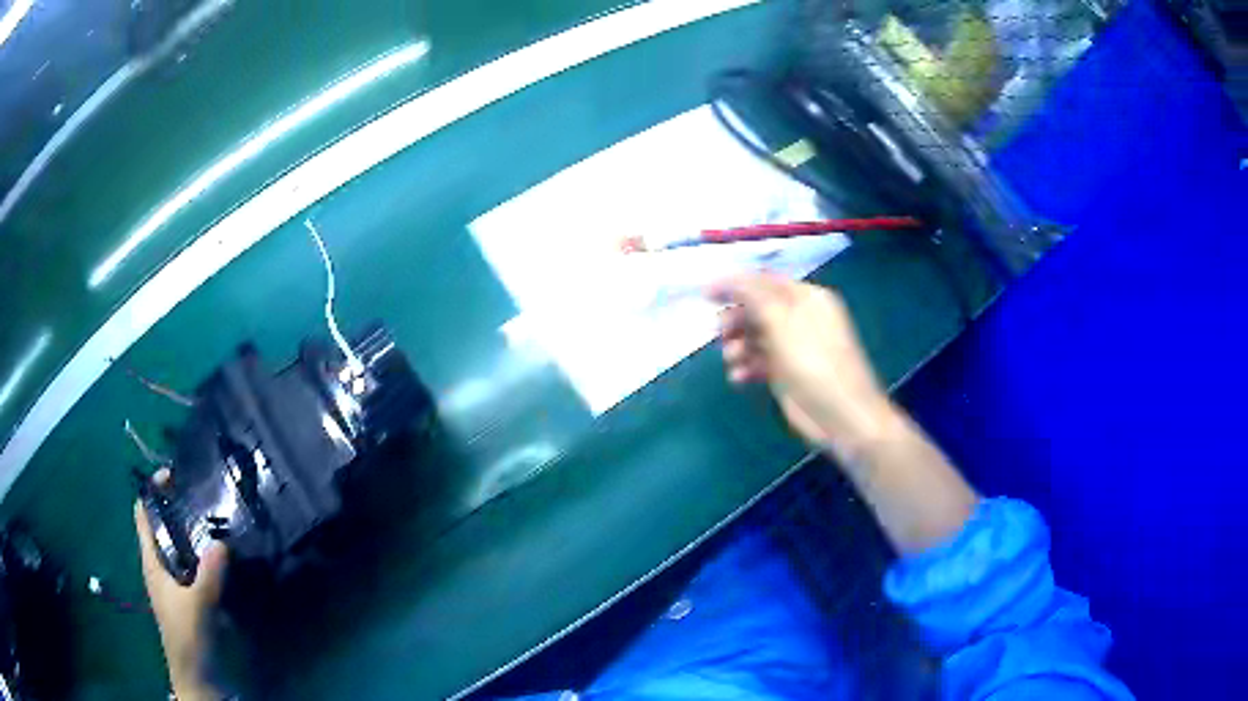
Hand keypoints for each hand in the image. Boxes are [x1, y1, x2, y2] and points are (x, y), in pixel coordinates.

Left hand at [135, 469, 227, 700]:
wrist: (195, 674)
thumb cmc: (187, 636)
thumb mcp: (197, 606)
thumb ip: (208, 576)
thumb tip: (222, 542)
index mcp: (152, 561)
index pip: (143, 514)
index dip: (152, 491)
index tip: (174, 475)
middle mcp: (159, 565)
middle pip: (161, 525)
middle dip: (177, 507)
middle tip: (202, 495)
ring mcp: (173, 581)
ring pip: (178, 545)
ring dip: (192, 531)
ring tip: (214, 518)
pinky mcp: (188, 594)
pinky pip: (192, 563)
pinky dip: (202, 553)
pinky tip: (220, 554)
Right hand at [709, 273, 894, 459]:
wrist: (841, 416)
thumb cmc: (814, 362)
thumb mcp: (781, 321)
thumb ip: (752, 295)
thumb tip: (723, 277)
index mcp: (806, 298)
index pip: (764, 281)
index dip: (734, 285)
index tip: (705, 296)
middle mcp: (801, 317)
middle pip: (758, 308)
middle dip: (736, 319)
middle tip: (720, 334)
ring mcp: (795, 347)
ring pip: (756, 336)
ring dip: (738, 345)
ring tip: (732, 359)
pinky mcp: (788, 373)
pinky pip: (760, 361)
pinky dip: (747, 366)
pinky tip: (738, 377)